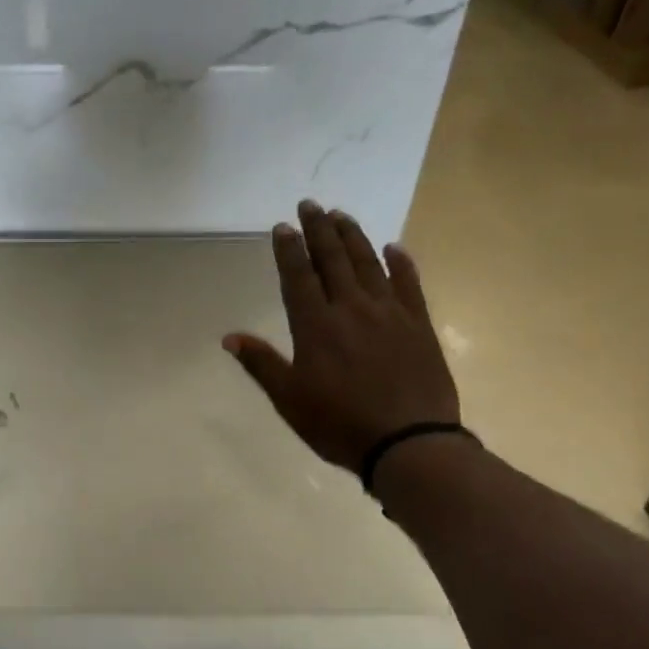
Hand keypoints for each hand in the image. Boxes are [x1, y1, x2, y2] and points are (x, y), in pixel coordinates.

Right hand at [224, 200, 460, 474]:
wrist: (410, 443)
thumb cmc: (340, 424)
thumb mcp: (289, 400)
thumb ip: (261, 364)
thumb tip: (229, 337)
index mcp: (316, 327)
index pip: (298, 277)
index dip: (289, 250)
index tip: (283, 226)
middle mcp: (352, 309)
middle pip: (332, 260)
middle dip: (319, 230)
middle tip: (310, 205)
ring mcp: (390, 314)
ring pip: (368, 264)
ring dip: (353, 237)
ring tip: (342, 215)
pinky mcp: (419, 325)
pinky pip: (409, 285)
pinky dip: (401, 263)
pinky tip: (394, 248)